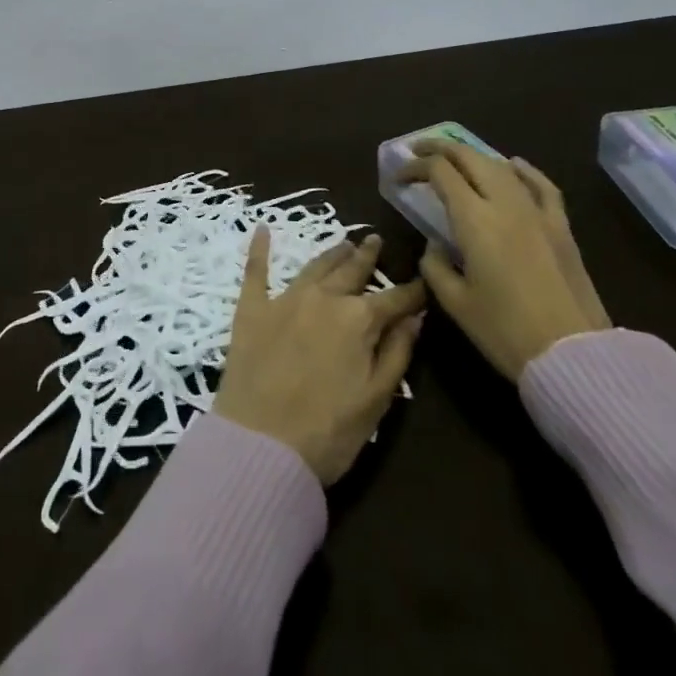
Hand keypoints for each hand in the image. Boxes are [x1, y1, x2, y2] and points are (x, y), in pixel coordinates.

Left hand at [214, 230, 426, 484]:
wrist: (261, 445)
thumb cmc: (328, 431)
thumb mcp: (376, 399)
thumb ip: (397, 353)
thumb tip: (414, 317)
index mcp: (358, 320)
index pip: (394, 300)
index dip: (412, 292)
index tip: (424, 281)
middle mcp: (323, 298)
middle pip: (351, 271)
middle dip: (367, 257)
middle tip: (375, 240)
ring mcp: (285, 299)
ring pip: (314, 267)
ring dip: (332, 253)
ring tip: (344, 243)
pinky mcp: (252, 309)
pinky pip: (256, 271)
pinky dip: (260, 248)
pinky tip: (263, 230)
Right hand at [400, 144, 610, 380]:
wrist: (574, 357)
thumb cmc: (506, 332)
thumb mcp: (456, 303)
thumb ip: (436, 266)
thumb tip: (435, 246)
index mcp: (474, 219)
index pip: (439, 172)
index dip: (415, 167)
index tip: (399, 178)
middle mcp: (505, 204)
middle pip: (469, 158)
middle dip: (440, 149)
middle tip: (419, 152)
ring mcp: (537, 212)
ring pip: (501, 166)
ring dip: (473, 157)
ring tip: (456, 160)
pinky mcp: (561, 227)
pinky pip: (541, 185)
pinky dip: (523, 170)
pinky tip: (513, 165)